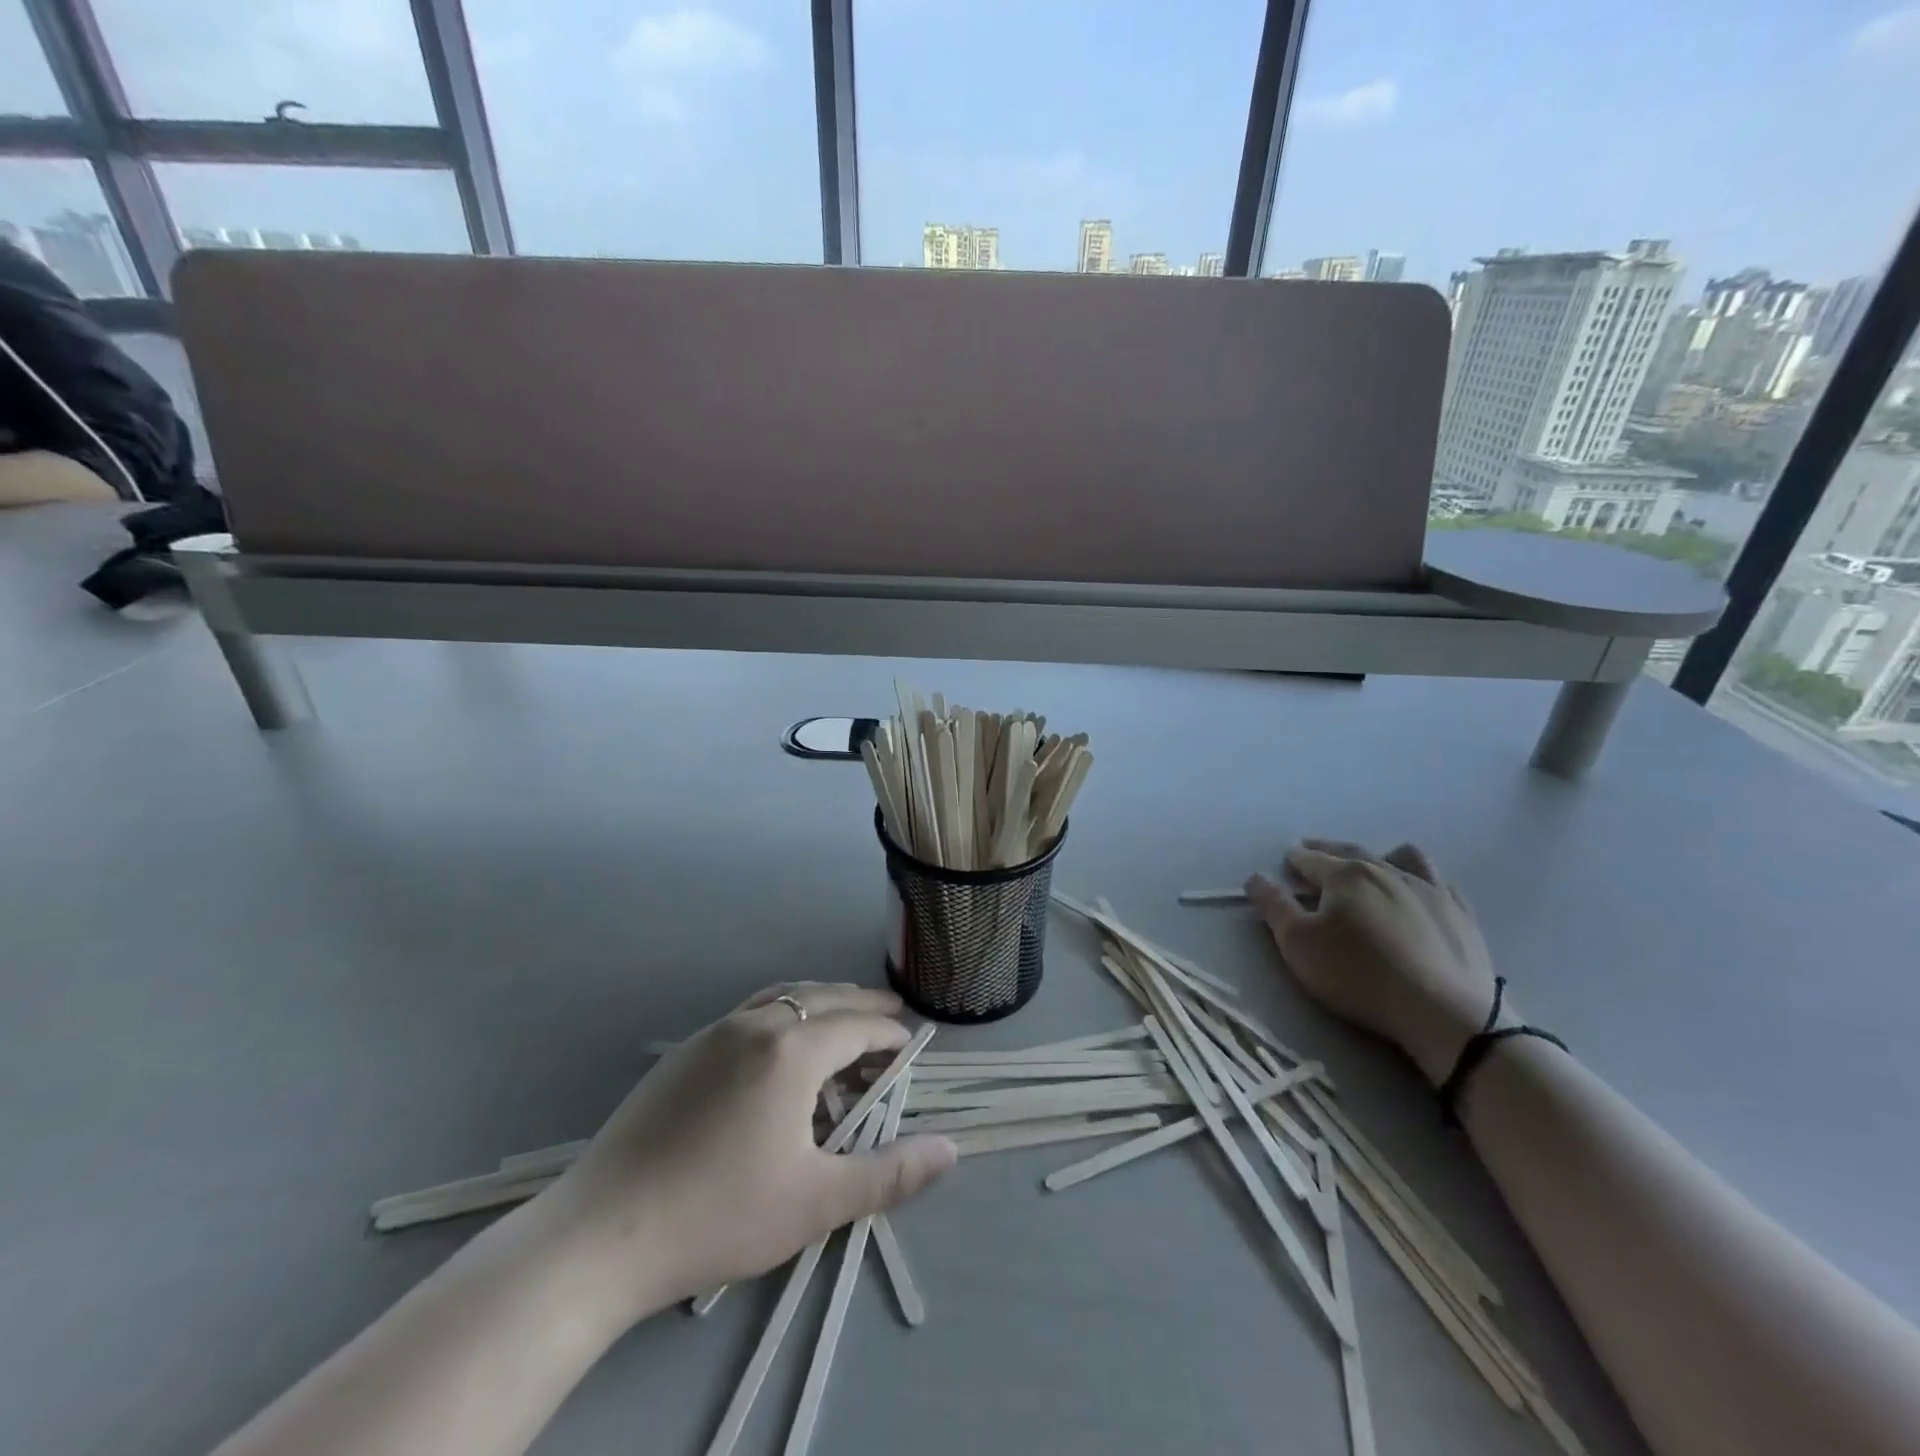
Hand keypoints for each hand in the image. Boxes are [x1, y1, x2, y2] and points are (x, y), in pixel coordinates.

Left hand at [542, 983, 955, 1324]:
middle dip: (860, 1004)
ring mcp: (712, 1033)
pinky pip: (747, 1014)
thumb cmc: (719, 1215)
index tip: (909, 1045)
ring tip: (840, 1020)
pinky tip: (777, 1049)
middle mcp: (755, 1025)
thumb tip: (951, 1149)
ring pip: (781, 998)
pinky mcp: (682, 1053)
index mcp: (792, 1051)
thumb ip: (890, 1174)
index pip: (856, 1026)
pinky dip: (781, 1015)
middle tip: (888, 1014)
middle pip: (821, 997)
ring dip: (819, 1003)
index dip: (888, 1034)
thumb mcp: (817, 1202)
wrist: (601, 1234)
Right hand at [1245, 840, 1498, 1085]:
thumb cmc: (1358, 974)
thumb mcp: (1299, 944)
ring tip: (1373, 863)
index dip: (1296, 859)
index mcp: (1347, 875)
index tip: (1287, 858)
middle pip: (1352, 852)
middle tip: (1313, 849)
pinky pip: (1440, 882)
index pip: (1312, 859)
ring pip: (1403, 857)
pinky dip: (1422, 879)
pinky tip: (1420, 891)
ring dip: (1381, 855)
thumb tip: (1256, 877)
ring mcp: (1431, 890)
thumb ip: (1274, 906)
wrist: (1443, 1012)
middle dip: (1328, 850)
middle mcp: (1388, 871)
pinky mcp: (1461, 914)